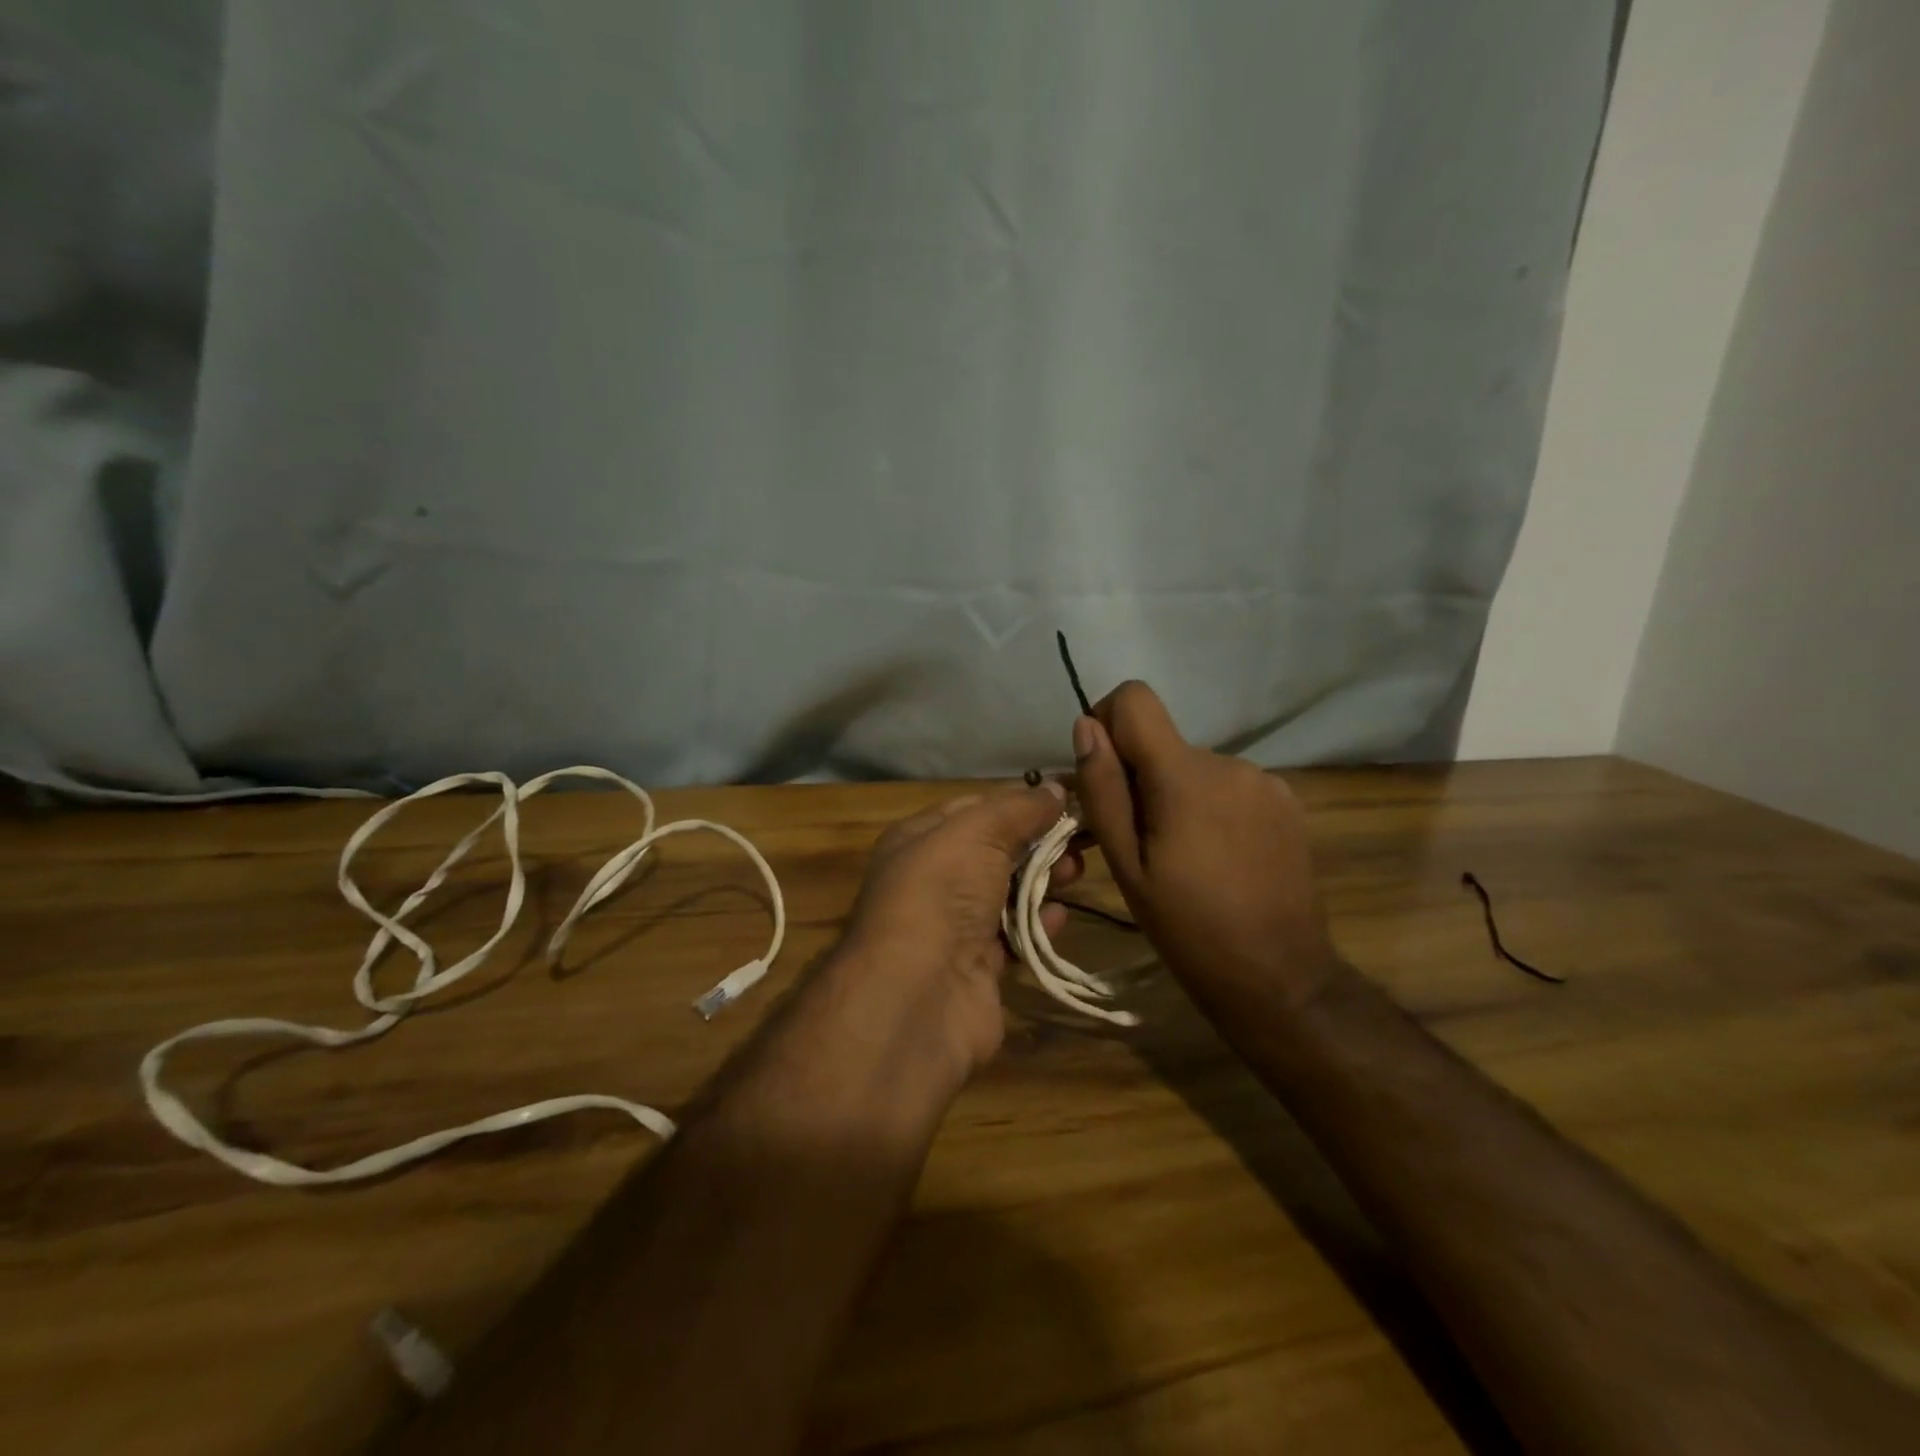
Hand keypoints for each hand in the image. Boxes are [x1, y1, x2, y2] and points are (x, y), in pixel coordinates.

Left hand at [839, 782, 1081, 1075]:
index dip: (1020, 801)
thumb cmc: (941, 893)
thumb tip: (1056, 788)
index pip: (976, 808)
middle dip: (1038, 842)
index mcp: (920, 839)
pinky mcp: (976, 968)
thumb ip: (1018, 808)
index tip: (1068, 798)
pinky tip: (1059, 917)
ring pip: (1007, 894)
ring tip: (1076, 873)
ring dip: (1042, 881)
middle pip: (995, 851)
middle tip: (1082, 840)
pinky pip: (1013, 937)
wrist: (918, 994)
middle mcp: (933, 880)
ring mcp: (953, 926)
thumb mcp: (977, 832)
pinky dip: (1037, 925)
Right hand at [1071, 681, 1335, 1006]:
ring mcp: (1265, 781)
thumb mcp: (1127, 865)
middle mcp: (1228, 762)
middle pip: (1163, 743)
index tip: (1101, 773)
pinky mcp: (1287, 802)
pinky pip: (1229, 786)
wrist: (1280, 978)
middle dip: (1140, 778)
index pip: (1135, 699)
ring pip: (1195, 767)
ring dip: (1177, 796)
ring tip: (1181, 857)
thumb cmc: (1188, 928)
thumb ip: (1103, 789)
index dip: (1107, 722)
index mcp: (1184, 774)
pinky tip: (1218, 857)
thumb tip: (1085, 725)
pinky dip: (1211, 807)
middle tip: (1135, 841)